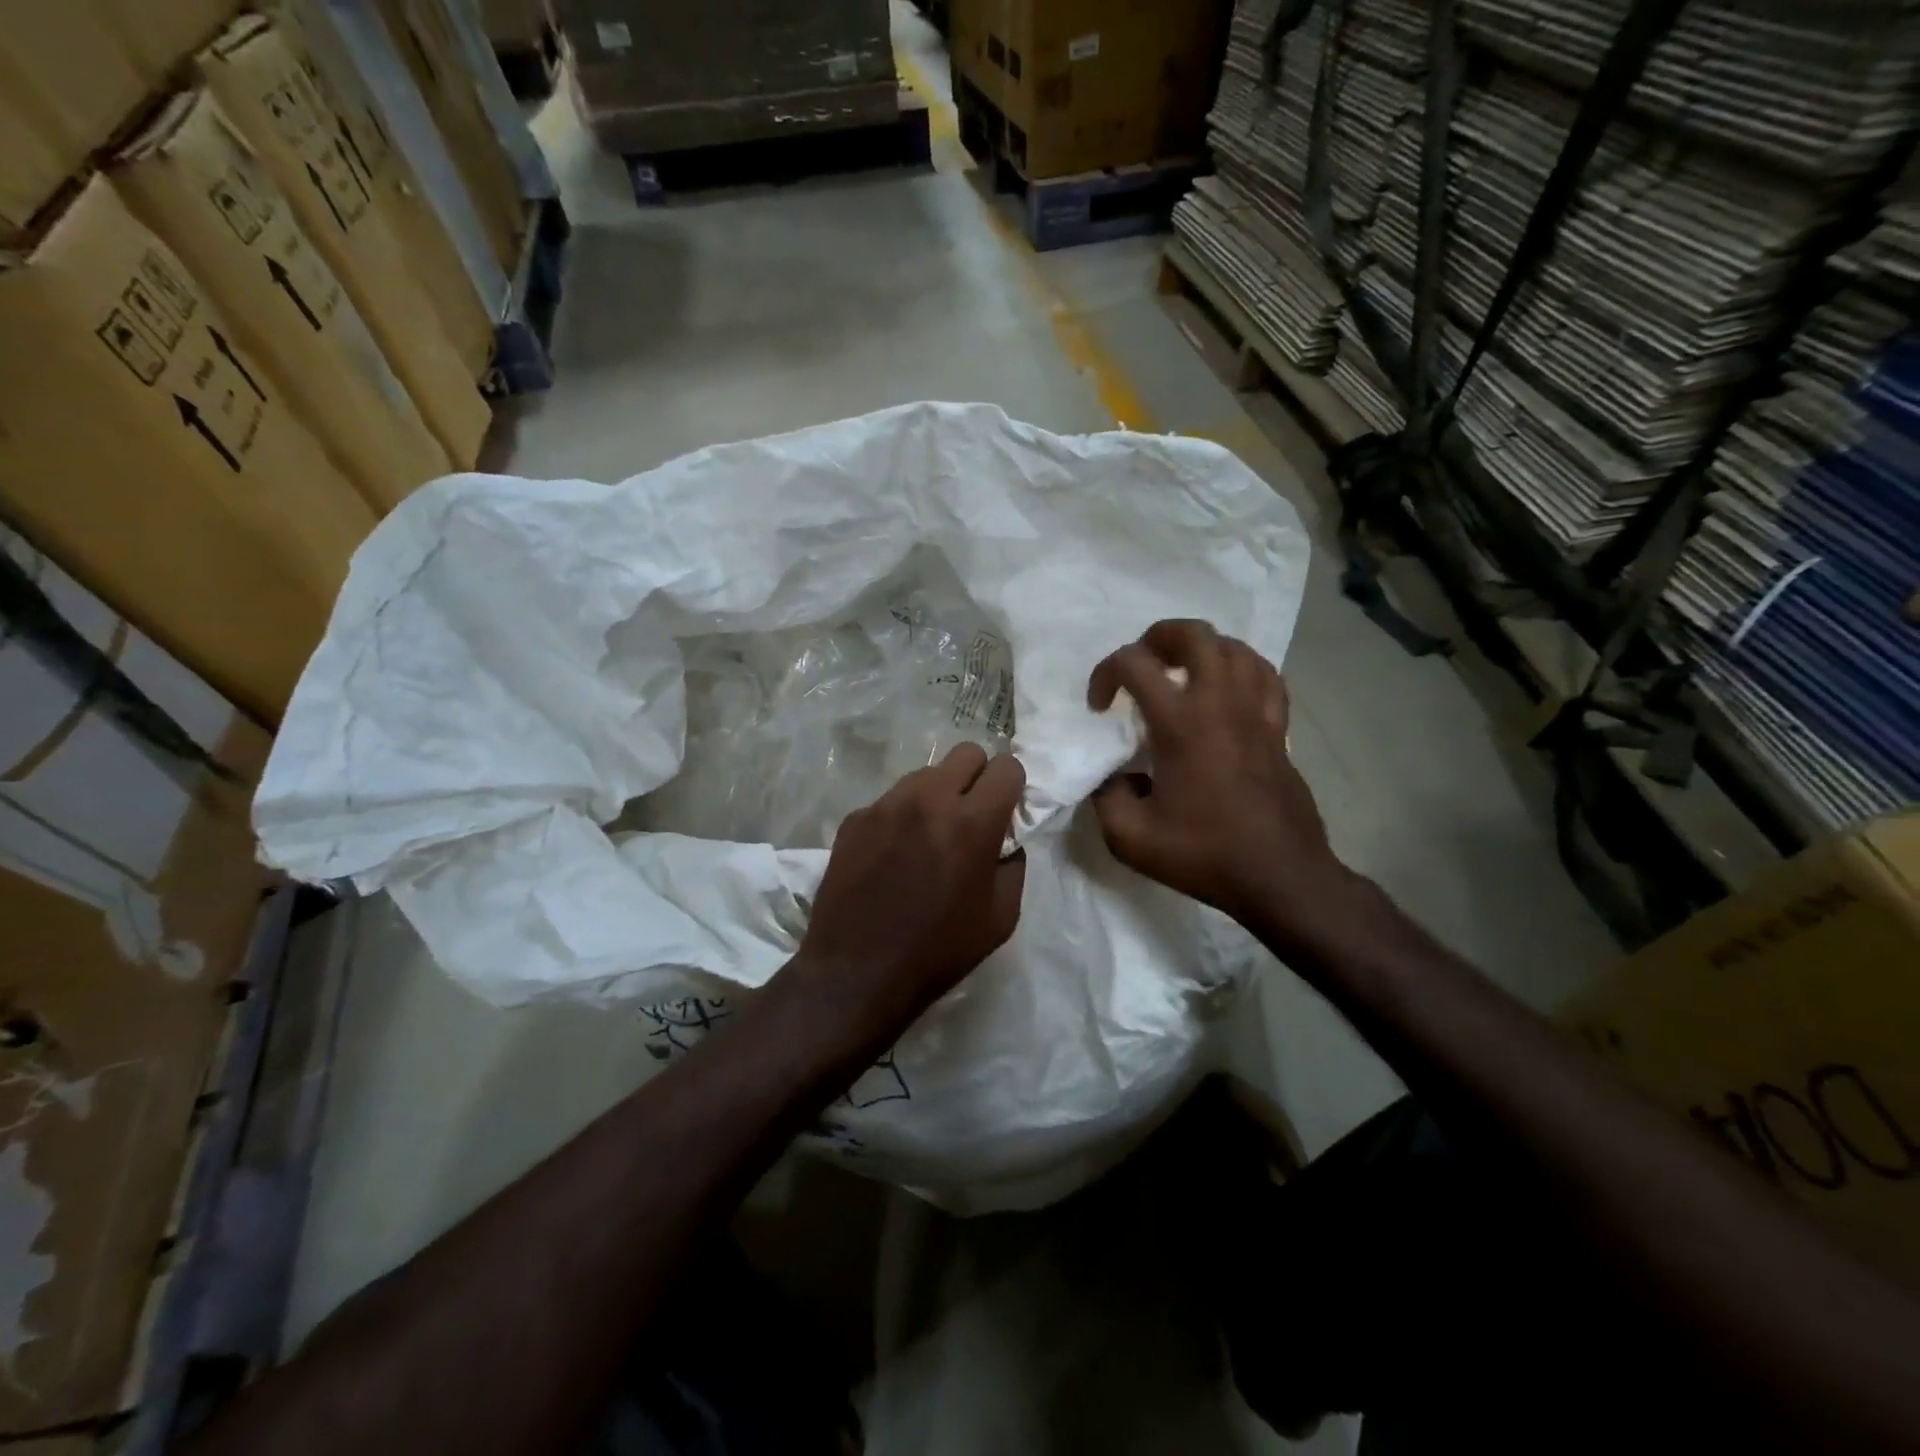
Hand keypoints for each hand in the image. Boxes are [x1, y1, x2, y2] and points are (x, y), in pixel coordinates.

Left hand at [791, 743, 1027, 1036]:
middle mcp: (928, 800)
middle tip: (971, 815)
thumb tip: (1006, 839)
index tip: (1006, 810)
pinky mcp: (855, 818)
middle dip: (978, 778)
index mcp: (971, 822)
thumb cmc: (938, 951)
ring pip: (925, 774)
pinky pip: (890, 800)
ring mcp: (885, 805)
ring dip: (938, 794)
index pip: (1006, 766)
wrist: (856, 973)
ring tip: (929, 837)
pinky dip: (901, 816)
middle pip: (966, 753)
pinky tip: (893, 855)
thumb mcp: (1001, 918)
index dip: (1012, 786)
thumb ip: (1013, 865)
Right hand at [1088, 620, 1355, 947]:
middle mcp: (1221, 703)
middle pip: (1194, 634)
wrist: (1279, 876)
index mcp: (1181, 724)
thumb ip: (1105, 797)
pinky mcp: (1279, 727)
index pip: (1135, 664)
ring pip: (1235, 647)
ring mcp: (1257, 712)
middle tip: (1142, 665)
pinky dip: (1241, 668)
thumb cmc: (1204, 854)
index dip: (1105, 674)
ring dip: (1201, 649)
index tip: (1100, 708)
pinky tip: (1227, 689)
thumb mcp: (1130, 838)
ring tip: (1182, 673)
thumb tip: (1112, 775)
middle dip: (1157, 637)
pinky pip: (1265, 675)